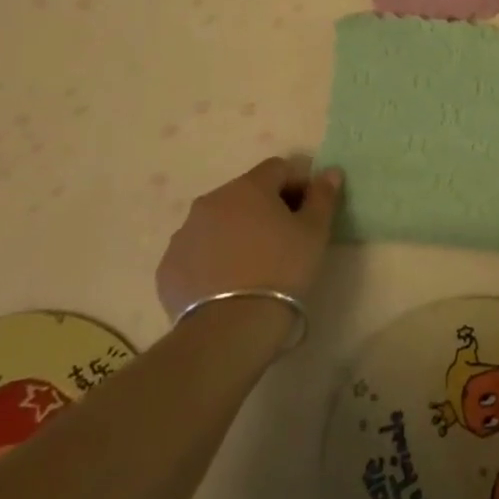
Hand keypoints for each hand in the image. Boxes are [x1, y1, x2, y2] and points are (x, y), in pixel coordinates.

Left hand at [155, 157, 341, 319]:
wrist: (230, 329)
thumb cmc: (282, 270)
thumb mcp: (315, 232)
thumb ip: (323, 196)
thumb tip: (330, 172)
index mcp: (248, 187)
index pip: (278, 168)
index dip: (298, 184)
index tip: (308, 211)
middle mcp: (211, 201)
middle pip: (245, 193)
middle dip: (266, 208)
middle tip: (284, 239)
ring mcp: (184, 234)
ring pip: (218, 222)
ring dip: (236, 231)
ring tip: (253, 265)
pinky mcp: (168, 267)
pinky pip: (197, 252)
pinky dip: (212, 259)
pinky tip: (227, 284)